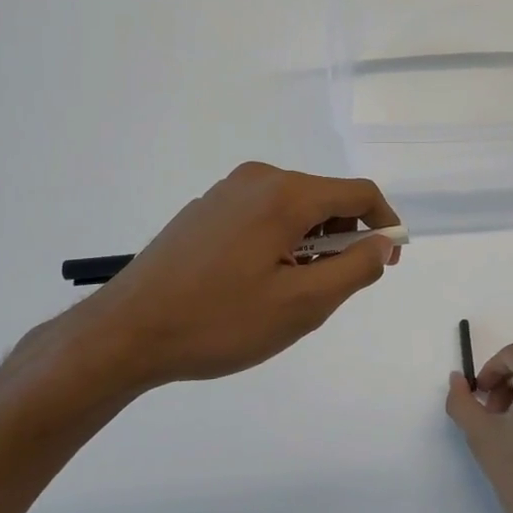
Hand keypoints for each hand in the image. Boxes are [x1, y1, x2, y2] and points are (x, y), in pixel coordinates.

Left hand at [17, 163, 400, 412]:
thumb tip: (383, 242)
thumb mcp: (301, 304)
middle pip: (325, 198)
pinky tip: (256, 283)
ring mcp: (226, 192)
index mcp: (284, 194)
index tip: (387, 261)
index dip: (384, 224)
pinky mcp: (205, 210)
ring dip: (311, 243)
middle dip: (344, 238)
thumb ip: (355, 269)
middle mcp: (258, 179)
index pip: (359, 193)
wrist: (125, 333)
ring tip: (292, 291)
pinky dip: (280, 241)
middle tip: (335, 287)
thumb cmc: (219, 321)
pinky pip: (262, 215)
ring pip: (293, 209)